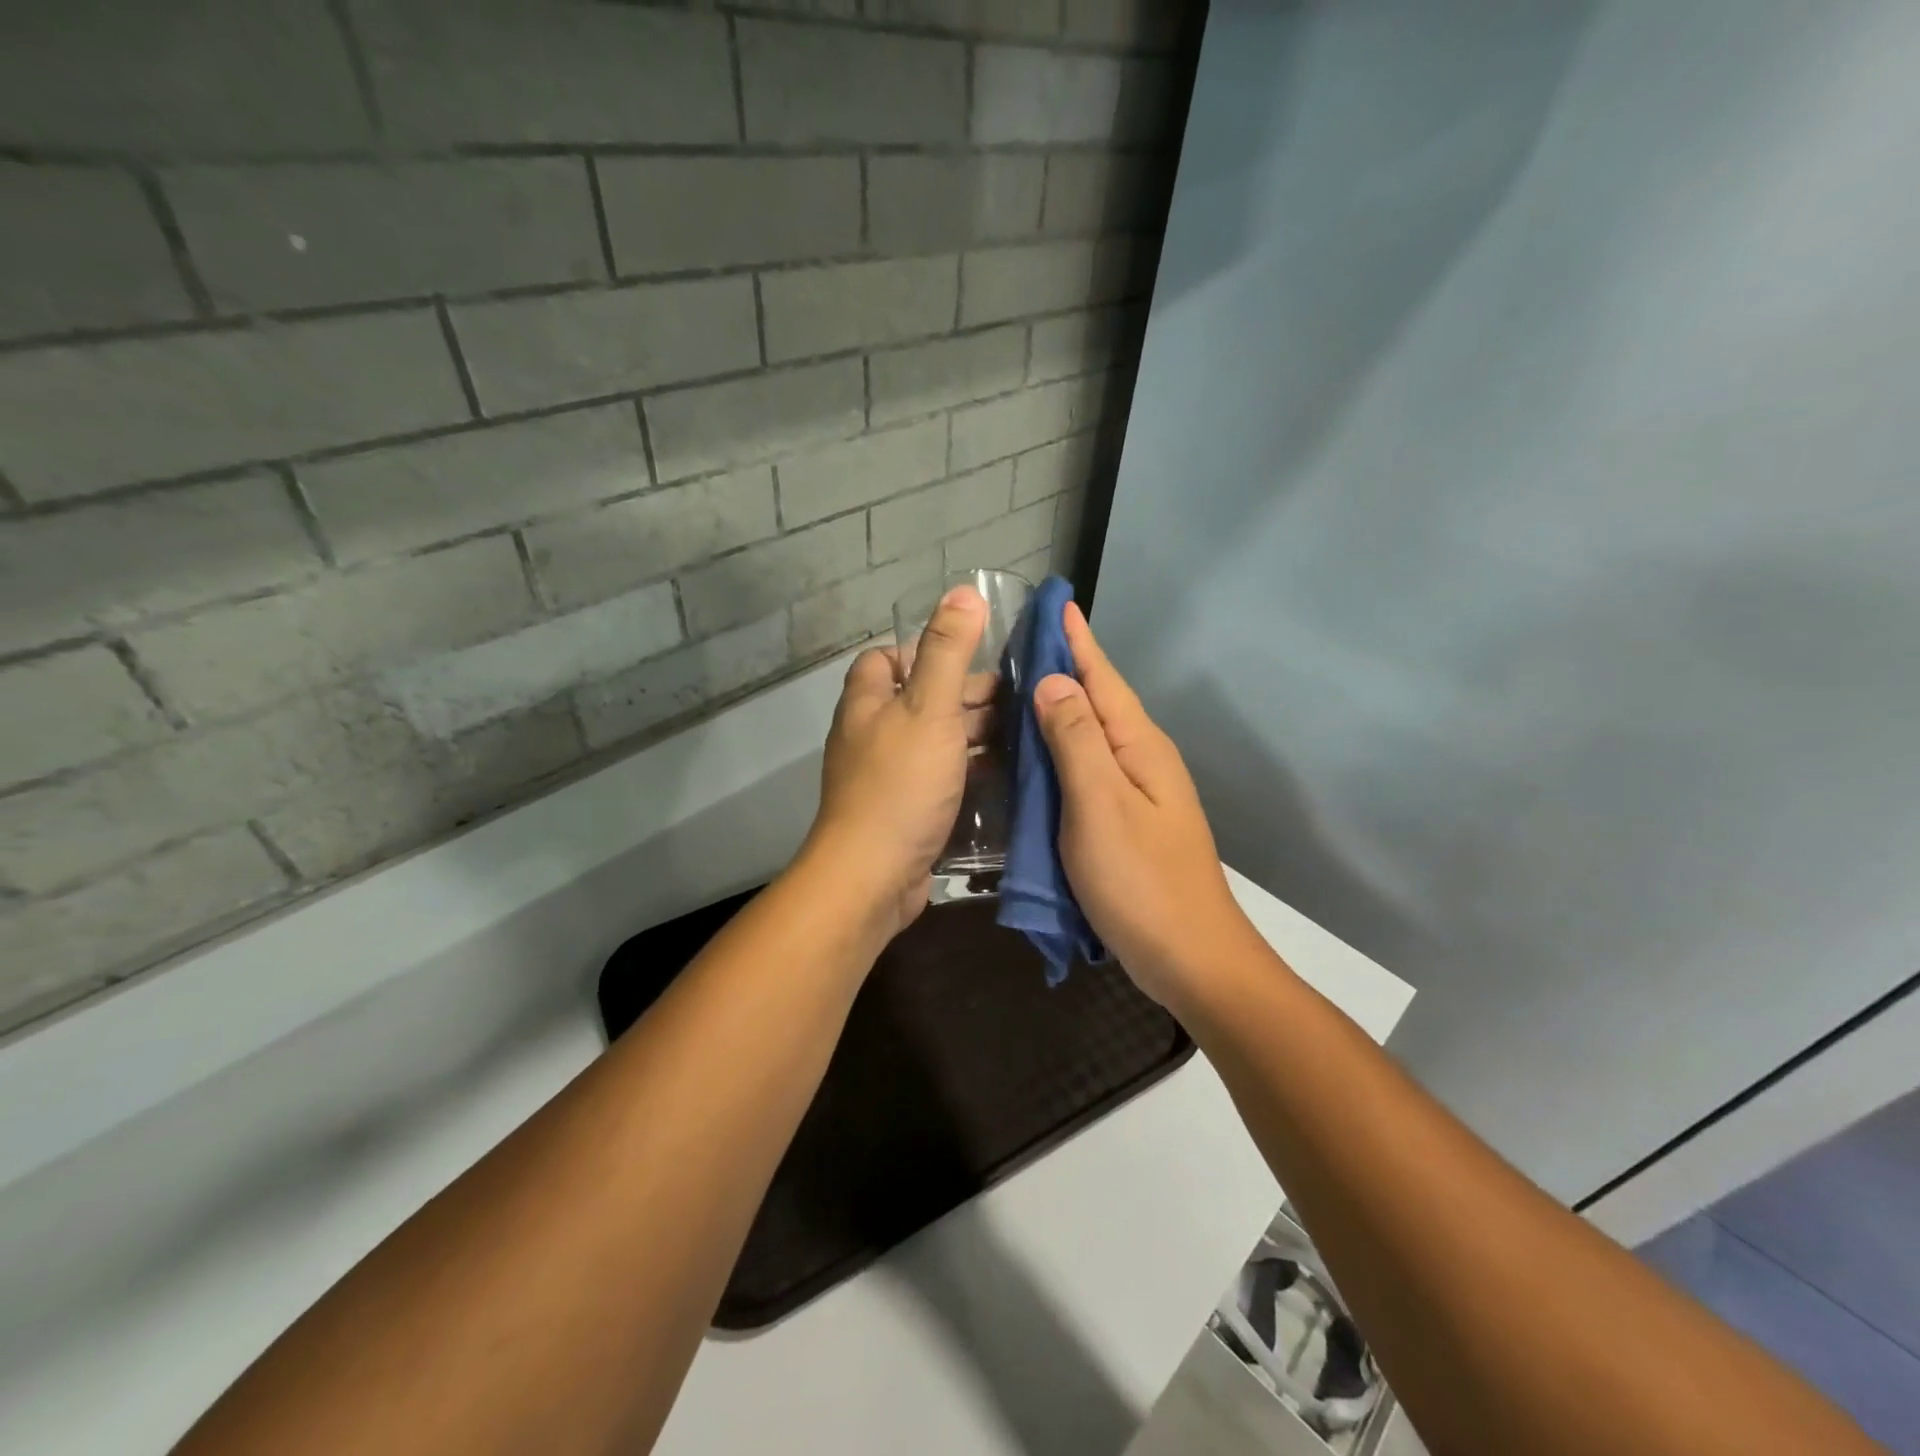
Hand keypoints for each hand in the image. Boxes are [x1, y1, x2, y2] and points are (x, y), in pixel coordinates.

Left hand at [803, 585, 987, 938]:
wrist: (872, 876)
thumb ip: (947, 651)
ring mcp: (888, 778)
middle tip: (1016, 700)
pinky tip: (1006, 776)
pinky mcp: (905, 813)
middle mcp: (872, 736)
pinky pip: (940, 781)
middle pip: (919, 701)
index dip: (924, 651)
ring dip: (972, 737)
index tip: (971, 659)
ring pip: (934, 743)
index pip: (886, 659)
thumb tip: (964, 591)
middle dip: (964, 697)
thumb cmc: (900, 784)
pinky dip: (968, 774)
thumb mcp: (928, 709)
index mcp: (868, 703)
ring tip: (1024, 734)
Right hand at [1032, 603, 1261, 1010]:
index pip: (1102, 678)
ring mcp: (1137, 792)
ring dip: (1060, 708)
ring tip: (1019, 688)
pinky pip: (1088, 769)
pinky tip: (1038, 755)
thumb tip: (1054, 681)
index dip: (1077, 640)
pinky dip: (1061, 751)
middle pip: (1098, 701)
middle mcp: (1142, 759)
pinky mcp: (1125, 821)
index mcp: (1138, 746)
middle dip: (1065, 667)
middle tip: (1020, 642)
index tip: (1055, 602)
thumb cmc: (1141, 881)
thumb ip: (1076, 740)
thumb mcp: (1100, 805)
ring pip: (1091, 735)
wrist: (1190, 957)